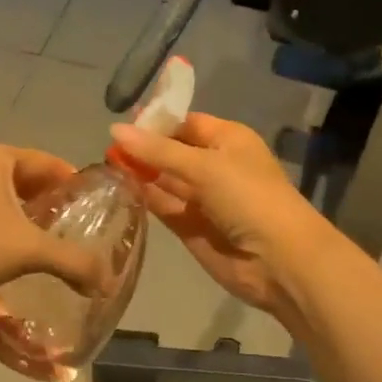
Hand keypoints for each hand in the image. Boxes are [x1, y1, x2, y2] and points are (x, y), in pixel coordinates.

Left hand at [0, 142, 107, 322]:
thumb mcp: (29, 249)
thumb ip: (72, 261)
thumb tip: (107, 282)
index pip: (46, 161)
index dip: (72, 182)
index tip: (94, 206)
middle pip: (25, 179)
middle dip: (50, 202)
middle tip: (77, 228)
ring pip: (2, 199)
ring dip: (26, 218)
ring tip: (52, 244)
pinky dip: (3, 229)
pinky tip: (18, 256)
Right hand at [107, 112, 325, 318]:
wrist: (279, 260)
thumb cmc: (249, 198)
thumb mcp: (205, 166)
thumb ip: (158, 151)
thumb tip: (114, 130)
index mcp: (227, 140)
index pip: (185, 122)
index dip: (155, 121)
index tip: (120, 122)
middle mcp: (214, 165)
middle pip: (171, 150)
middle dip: (142, 147)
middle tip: (103, 146)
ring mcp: (202, 198)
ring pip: (163, 179)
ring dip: (138, 172)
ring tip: (102, 165)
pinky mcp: (190, 226)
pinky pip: (162, 205)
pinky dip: (143, 197)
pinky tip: (116, 188)